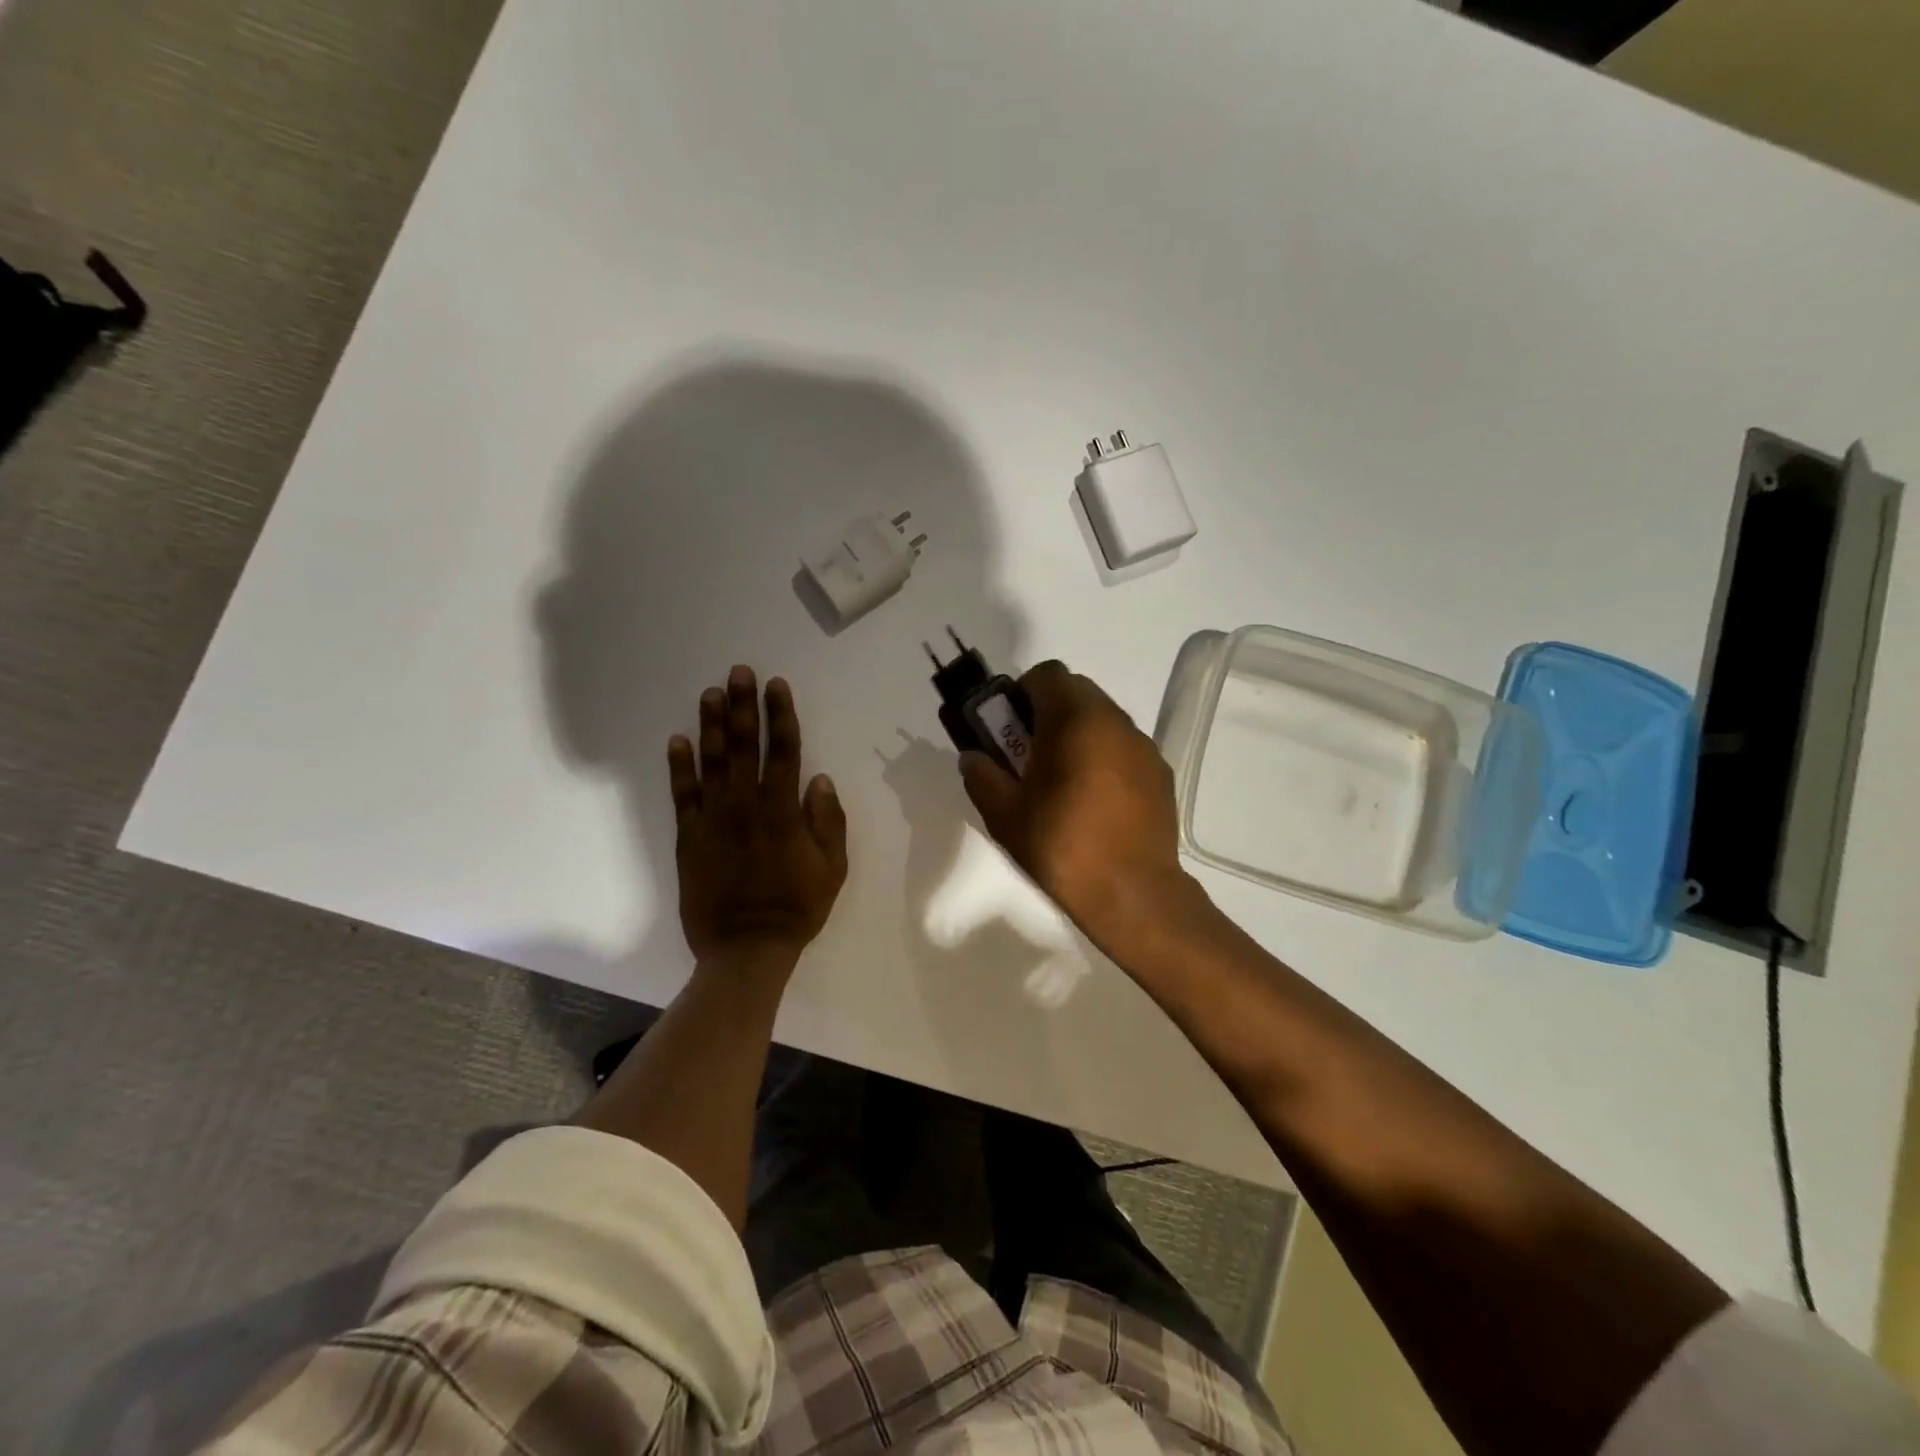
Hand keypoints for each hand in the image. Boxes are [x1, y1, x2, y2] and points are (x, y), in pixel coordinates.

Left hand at [669, 666, 847, 963]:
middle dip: (743, 706)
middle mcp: (747, 805)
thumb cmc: (796, 908)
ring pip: (712, 762)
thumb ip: (828, 822)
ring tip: (710, 693)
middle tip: (739, 672)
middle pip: (745, 746)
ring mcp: (714, 819)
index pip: (784, 750)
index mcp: (784, 810)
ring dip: (711, 725)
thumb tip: (819, 778)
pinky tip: (678, 740)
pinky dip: (679, 767)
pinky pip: (683, 795)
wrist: (746, 949)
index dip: (781, 715)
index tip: (776, 685)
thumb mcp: (832, 869)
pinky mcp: (690, 837)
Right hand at [959, 660, 1190, 947]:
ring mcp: (1143, 746)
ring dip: (1077, 733)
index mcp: (1075, 720)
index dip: (1021, 692)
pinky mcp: (1160, 772)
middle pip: (1076, 691)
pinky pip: (1123, 746)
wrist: (1132, 894)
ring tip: (1062, 780)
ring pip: (1102, 718)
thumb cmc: (1062, 847)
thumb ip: (982, 777)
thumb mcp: (1005, 816)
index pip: (1046, 674)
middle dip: (1048, 711)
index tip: (1009, 728)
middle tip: (1029, 754)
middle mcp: (1114, 721)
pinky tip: (1095, 800)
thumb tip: (973, 758)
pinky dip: (1103, 755)